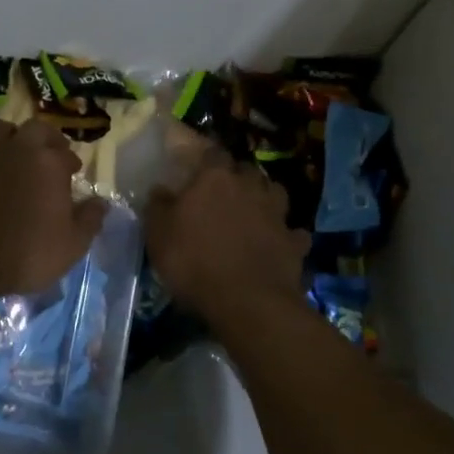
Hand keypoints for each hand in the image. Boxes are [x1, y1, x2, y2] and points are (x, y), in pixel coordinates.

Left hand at [0, 119, 107, 298]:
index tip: (72, 172)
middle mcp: (14, 150)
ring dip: (10, 138)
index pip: (65, 151)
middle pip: (34, 128)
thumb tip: (100, 202)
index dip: (70, 160)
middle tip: (49, 155)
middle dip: (45, 138)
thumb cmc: (23, 256)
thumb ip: (89, 220)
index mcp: (47, 163)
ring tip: (13, 158)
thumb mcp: (71, 247)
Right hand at [146, 145, 309, 323]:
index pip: (213, 152)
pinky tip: (278, 244)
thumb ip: (158, 206)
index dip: (206, 159)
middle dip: (238, 177)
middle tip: (224, 192)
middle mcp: (250, 187)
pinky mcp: (295, 242)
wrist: (246, 301)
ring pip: (276, 193)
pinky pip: (293, 232)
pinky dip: (286, 236)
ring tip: (254, 211)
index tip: (198, 168)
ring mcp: (277, 214)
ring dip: (266, 199)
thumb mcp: (158, 235)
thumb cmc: (194, 261)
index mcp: (215, 178)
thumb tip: (159, 189)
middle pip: (247, 170)